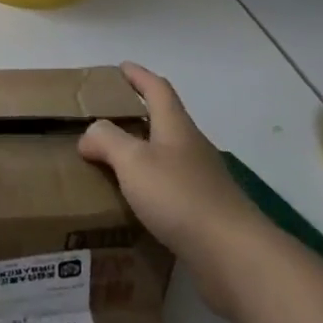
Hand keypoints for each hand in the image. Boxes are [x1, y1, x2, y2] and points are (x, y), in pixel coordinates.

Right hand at [79, 62, 264, 317]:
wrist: (233, 255)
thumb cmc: (180, 196)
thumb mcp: (133, 161)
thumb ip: (106, 140)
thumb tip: (90, 135)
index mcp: (176, 127)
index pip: (157, 89)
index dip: (139, 75)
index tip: (121, 67)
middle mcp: (191, 148)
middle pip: (164, 121)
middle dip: (137, 116)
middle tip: (105, 119)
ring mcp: (202, 181)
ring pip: (166, 157)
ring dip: (141, 154)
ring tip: (110, 164)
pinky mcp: (205, 212)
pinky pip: (170, 189)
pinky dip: (149, 188)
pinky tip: (133, 204)